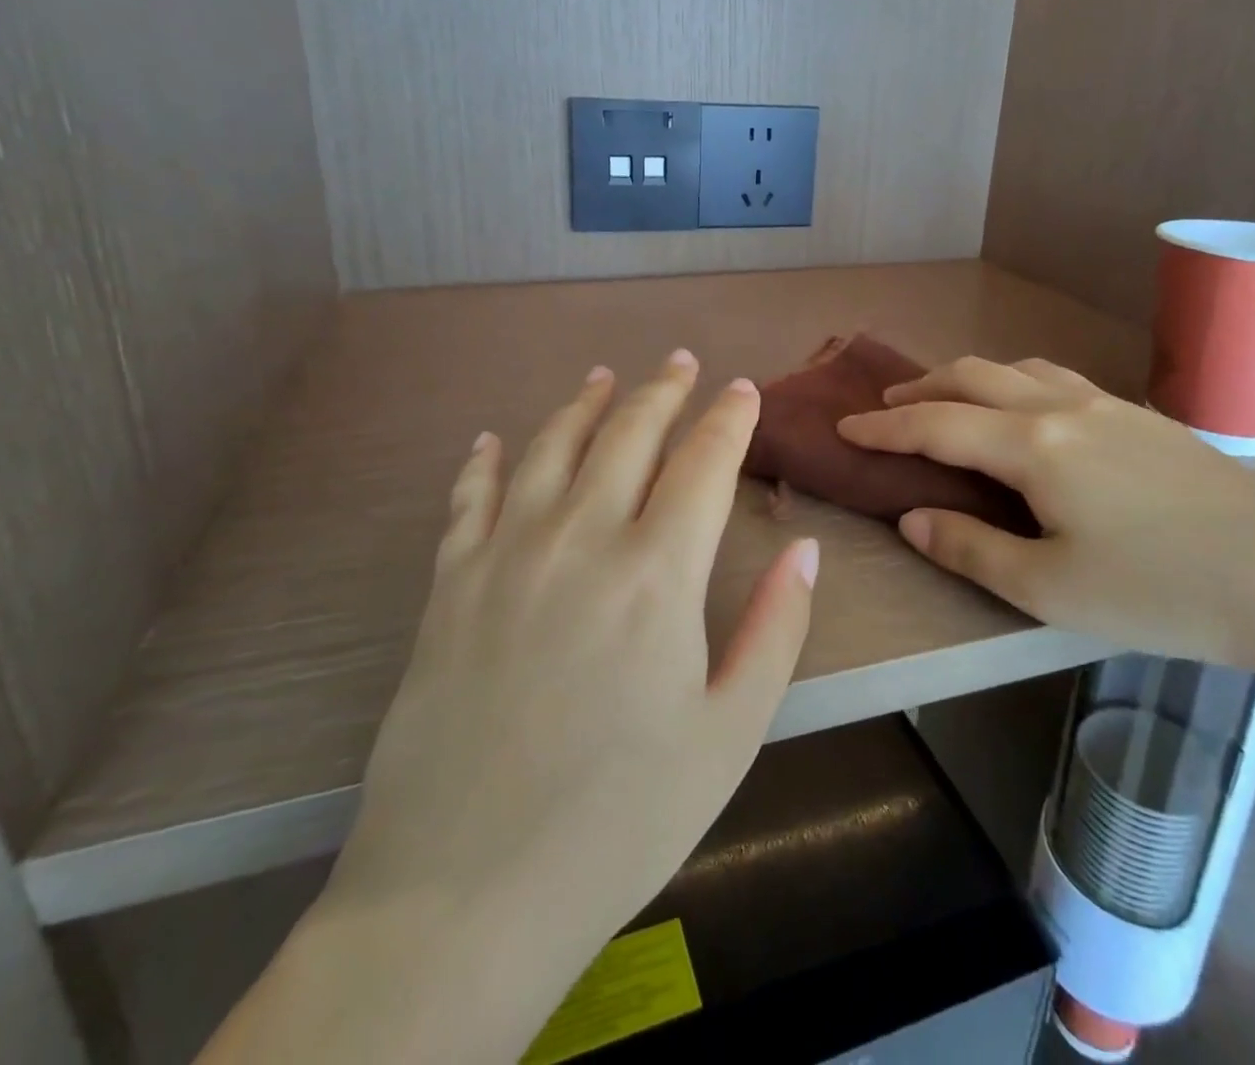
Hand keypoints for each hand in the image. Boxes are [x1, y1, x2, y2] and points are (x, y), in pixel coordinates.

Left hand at [213, 352, 815, 1064]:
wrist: (463, 892)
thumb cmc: (619, 818)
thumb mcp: (729, 733)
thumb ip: (775, 629)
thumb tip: (805, 549)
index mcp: (657, 573)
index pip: (704, 463)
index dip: (728, 419)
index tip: (742, 390)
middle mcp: (582, 539)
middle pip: (629, 435)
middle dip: (662, 391)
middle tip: (679, 362)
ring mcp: (506, 554)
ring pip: (551, 448)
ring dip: (583, 405)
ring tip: (602, 376)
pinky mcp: (449, 585)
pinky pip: (468, 498)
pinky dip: (484, 460)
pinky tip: (491, 440)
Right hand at [837, 356, 1254, 672]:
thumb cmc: (1161, 592)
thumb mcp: (1047, 589)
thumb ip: (969, 549)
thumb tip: (913, 518)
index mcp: (1033, 446)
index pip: (936, 425)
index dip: (883, 427)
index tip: (844, 426)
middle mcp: (1063, 409)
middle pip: (972, 377)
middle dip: (920, 390)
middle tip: (886, 409)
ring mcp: (1109, 405)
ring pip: (1018, 368)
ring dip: (969, 378)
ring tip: (948, 400)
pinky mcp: (1144, 417)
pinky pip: (1058, 379)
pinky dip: (1015, 382)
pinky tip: (1027, 409)